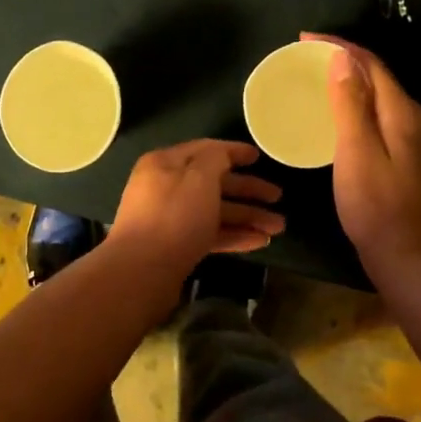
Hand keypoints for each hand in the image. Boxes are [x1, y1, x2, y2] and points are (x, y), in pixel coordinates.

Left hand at [106, 139, 284, 275]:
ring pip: (214, 211)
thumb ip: (216, 159)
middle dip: (248, 190)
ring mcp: (169, 218)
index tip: (260, 157)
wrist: (141, 272)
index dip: (234, 152)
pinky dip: (233, 235)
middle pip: (213, 183)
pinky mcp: (174, 246)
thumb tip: (223, 154)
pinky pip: (208, 234)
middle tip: (279, 198)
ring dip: (247, 217)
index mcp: (166, 163)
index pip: (206, 150)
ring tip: (278, 228)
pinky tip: (259, 242)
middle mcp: (165, 187)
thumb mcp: (199, 177)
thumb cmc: (174, 216)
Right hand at [304, 33, 420, 279]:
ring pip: (381, 97)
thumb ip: (351, 104)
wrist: (411, 258)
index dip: (339, 46)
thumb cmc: (377, 208)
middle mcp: (417, 119)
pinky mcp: (412, 158)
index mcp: (404, 113)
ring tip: (318, 81)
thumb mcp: (357, 153)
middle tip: (306, 59)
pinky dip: (358, 106)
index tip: (304, 39)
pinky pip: (382, 117)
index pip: (371, 64)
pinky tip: (340, 117)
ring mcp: (418, 140)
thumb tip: (343, 59)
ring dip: (351, 82)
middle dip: (344, 60)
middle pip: (380, 77)